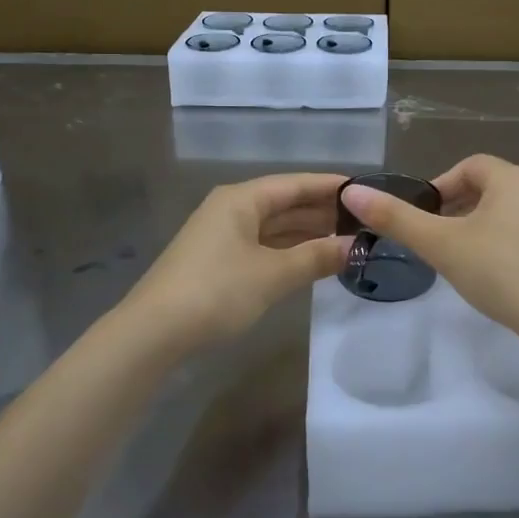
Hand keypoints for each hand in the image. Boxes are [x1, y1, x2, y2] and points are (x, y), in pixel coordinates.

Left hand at [120, 173, 351, 354]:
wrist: (153, 334)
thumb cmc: (216, 292)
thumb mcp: (272, 275)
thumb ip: (316, 257)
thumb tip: (356, 247)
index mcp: (241, 199)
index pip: (295, 183)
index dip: (331, 186)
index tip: (365, 191)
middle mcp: (232, 209)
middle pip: (285, 203)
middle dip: (322, 212)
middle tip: (364, 221)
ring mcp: (223, 236)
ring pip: (274, 227)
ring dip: (307, 234)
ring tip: (347, 240)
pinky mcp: (218, 262)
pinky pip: (263, 246)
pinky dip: (289, 251)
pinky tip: (312, 260)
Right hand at [339, 155, 518, 340]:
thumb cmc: (500, 271)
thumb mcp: (441, 245)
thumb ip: (396, 218)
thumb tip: (352, 191)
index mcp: (512, 179)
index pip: (470, 166)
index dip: (441, 186)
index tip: (424, 215)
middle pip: (492, 189)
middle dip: (461, 209)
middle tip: (438, 240)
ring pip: (513, 215)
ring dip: (485, 229)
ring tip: (465, 262)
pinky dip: (511, 249)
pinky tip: (501, 280)